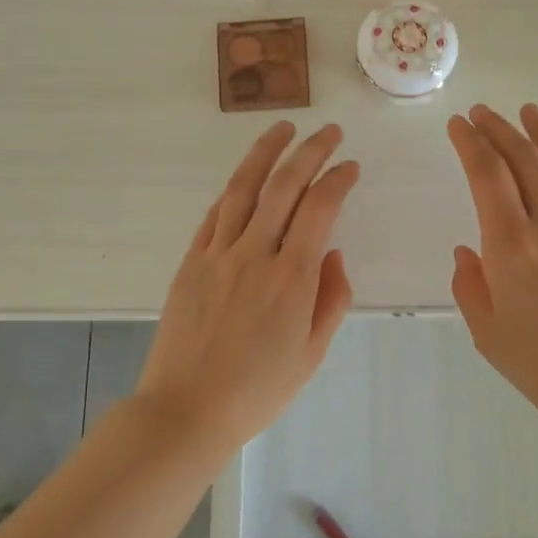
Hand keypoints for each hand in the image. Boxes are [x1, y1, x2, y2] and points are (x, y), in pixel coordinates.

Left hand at [136, 121, 358, 449]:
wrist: (186, 409)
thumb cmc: (258, 390)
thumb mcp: (312, 354)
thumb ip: (331, 298)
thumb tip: (331, 253)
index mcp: (292, 277)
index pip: (320, 209)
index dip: (338, 179)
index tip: (350, 166)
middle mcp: (255, 254)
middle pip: (284, 186)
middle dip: (309, 151)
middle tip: (327, 132)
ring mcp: (218, 254)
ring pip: (243, 189)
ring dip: (265, 153)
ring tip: (281, 128)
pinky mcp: (191, 262)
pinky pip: (214, 215)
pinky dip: (234, 191)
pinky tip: (244, 178)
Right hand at [447, 104, 537, 437]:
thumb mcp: (491, 337)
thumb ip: (471, 288)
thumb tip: (468, 253)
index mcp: (512, 248)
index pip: (487, 175)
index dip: (470, 143)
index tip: (459, 124)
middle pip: (524, 159)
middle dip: (498, 129)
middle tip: (481, 112)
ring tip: (525, 111)